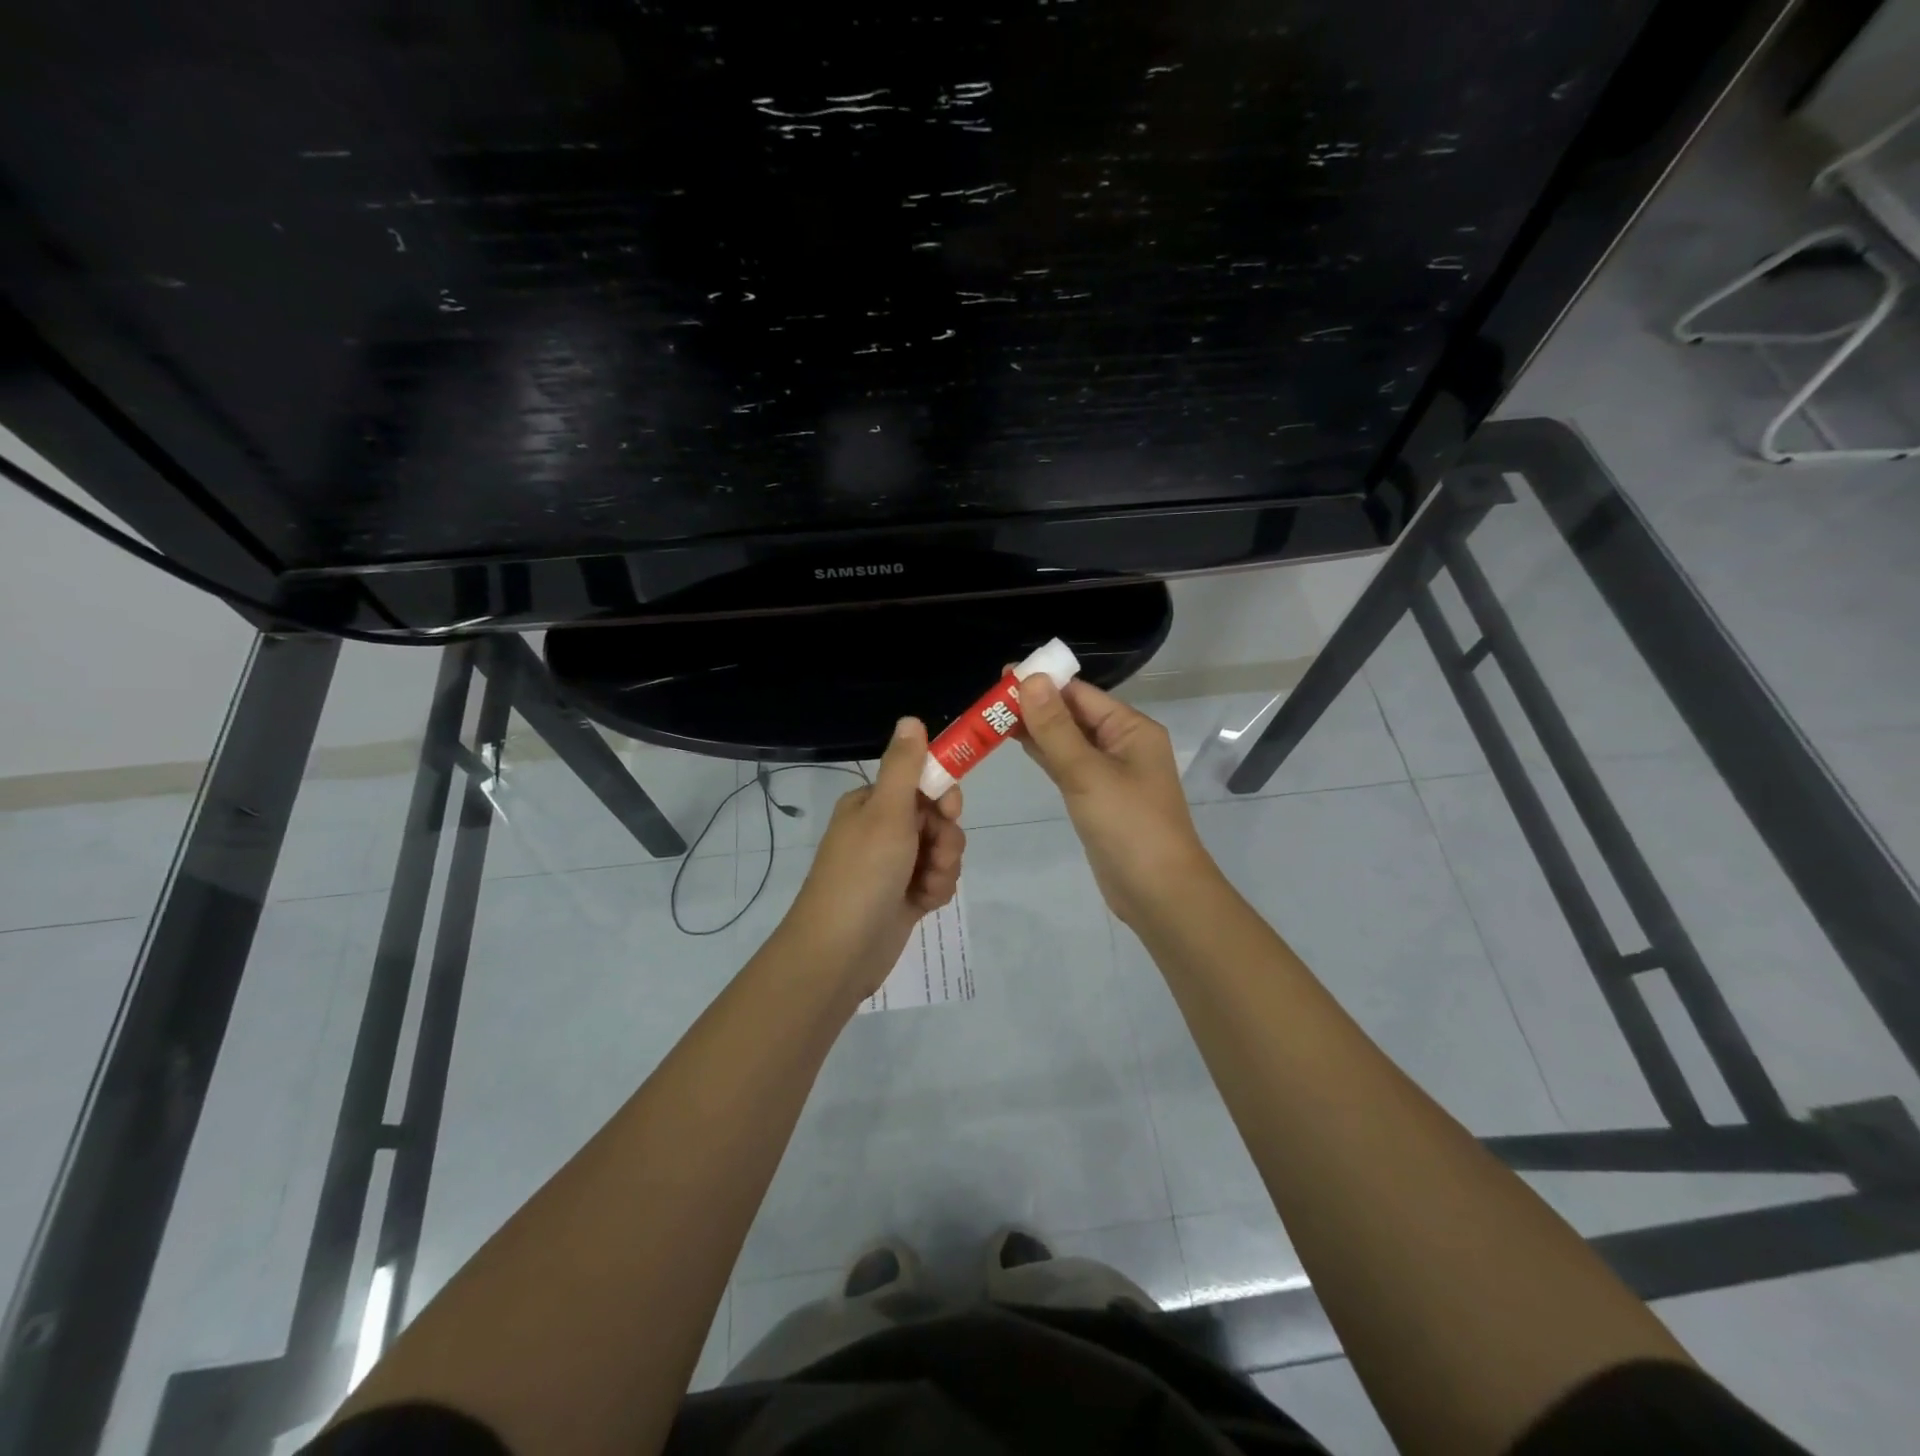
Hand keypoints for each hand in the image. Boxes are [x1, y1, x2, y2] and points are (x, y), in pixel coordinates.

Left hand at [782, 717, 965, 1000]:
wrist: (839, 951)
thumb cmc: (863, 873)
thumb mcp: (886, 812)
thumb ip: (904, 766)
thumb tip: (911, 719)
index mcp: (872, 803)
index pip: (922, 782)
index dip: (943, 796)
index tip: (949, 811)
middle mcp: (882, 829)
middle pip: (938, 818)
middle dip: (945, 839)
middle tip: (933, 855)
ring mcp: (893, 864)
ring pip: (942, 851)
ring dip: (943, 867)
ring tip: (923, 887)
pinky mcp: (904, 895)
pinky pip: (936, 880)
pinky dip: (935, 890)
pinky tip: (922, 904)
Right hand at [1016, 674, 1215, 926]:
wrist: (1158, 892)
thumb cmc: (1128, 825)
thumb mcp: (1087, 772)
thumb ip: (1055, 727)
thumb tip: (1029, 678)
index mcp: (1131, 729)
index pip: (1080, 694)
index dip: (1042, 683)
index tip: (1000, 678)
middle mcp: (1123, 744)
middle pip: (1073, 714)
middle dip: (1035, 705)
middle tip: (987, 700)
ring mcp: (1110, 773)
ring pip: (1068, 741)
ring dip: (1036, 729)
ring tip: (992, 717)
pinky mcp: (1098, 798)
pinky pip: (1068, 766)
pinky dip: (1045, 754)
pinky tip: (1018, 744)